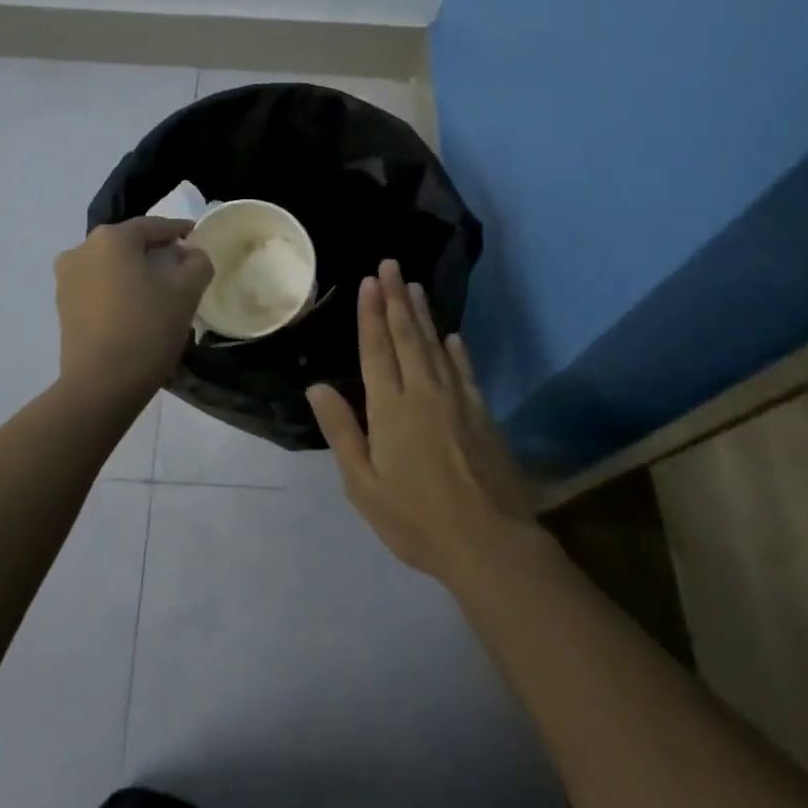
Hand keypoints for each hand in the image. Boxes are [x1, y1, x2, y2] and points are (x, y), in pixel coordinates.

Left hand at [54, 217, 213, 403]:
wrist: (100, 386)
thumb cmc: (146, 329)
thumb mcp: (186, 292)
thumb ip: (197, 262)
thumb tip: (191, 254)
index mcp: (111, 238)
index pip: (153, 225)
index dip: (178, 230)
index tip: (197, 236)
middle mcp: (82, 249)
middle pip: (129, 243)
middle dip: (156, 251)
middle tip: (182, 265)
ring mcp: (67, 278)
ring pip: (112, 265)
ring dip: (135, 271)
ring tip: (161, 289)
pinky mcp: (63, 306)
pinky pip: (98, 286)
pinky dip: (119, 288)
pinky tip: (137, 307)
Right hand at [307, 260, 539, 584]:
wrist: (489, 542)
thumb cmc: (416, 519)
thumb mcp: (364, 485)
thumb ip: (342, 432)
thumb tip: (318, 387)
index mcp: (390, 409)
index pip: (377, 350)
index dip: (371, 314)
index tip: (369, 281)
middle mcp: (423, 393)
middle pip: (407, 336)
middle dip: (395, 299)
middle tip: (391, 265)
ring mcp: (457, 401)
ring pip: (435, 346)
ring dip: (423, 314)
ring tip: (414, 286)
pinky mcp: (482, 415)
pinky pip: (465, 371)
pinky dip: (457, 350)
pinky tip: (452, 336)